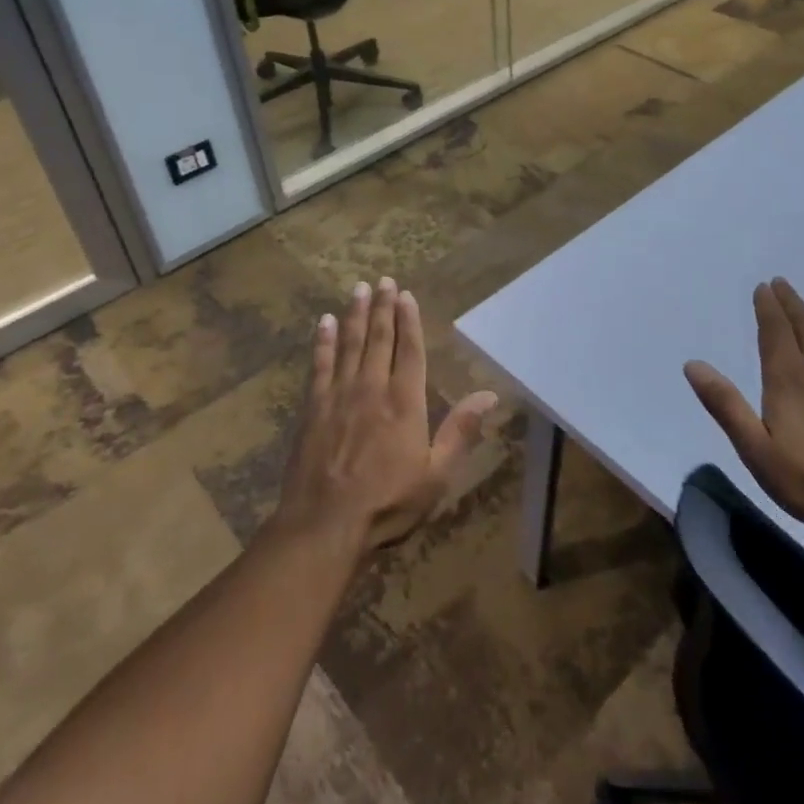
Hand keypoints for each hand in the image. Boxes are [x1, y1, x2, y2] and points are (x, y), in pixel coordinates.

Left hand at [275, 277, 496, 556]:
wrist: (325, 524)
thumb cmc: (388, 503)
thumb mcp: (436, 474)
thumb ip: (461, 431)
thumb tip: (490, 395)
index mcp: (405, 402)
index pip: (409, 350)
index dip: (409, 320)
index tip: (405, 295)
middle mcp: (372, 388)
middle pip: (378, 338)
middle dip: (382, 307)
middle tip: (382, 279)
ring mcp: (339, 395)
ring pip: (349, 344)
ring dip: (354, 315)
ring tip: (358, 289)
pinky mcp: (313, 408)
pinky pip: (319, 365)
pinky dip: (322, 342)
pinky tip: (322, 323)